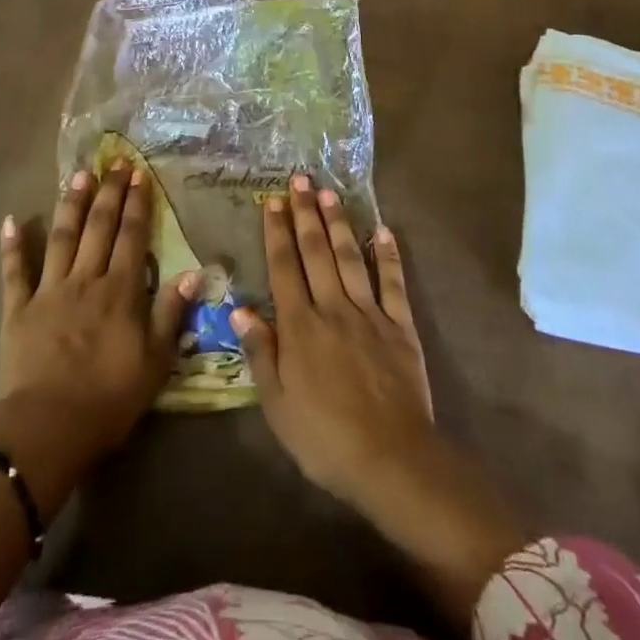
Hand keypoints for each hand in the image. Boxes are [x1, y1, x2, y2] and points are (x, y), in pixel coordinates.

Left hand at [0, 164, 194, 461]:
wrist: (49, 427)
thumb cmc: (109, 399)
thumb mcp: (155, 362)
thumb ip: (172, 313)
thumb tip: (194, 272)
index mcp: (120, 291)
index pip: (133, 237)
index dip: (137, 204)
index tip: (140, 175)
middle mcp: (86, 279)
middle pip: (99, 227)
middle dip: (109, 193)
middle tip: (114, 163)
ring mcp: (49, 290)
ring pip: (61, 237)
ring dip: (70, 204)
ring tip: (79, 175)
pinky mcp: (18, 309)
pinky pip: (14, 271)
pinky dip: (12, 246)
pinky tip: (11, 220)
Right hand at [233, 175, 524, 636]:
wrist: (391, 461)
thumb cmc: (324, 438)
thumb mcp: (277, 405)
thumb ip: (260, 352)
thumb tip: (239, 307)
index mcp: (300, 326)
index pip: (284, 268)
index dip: (277, 232)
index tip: (272, 200)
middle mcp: (332, 308)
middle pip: (316, 252)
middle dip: (306, 213)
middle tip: (300, 179)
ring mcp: (369, 314)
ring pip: (350, 258)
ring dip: (339, 223)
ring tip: (330, 192)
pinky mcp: (400, 327)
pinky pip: (393, 283)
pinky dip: (388, 255)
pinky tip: (384, 230)